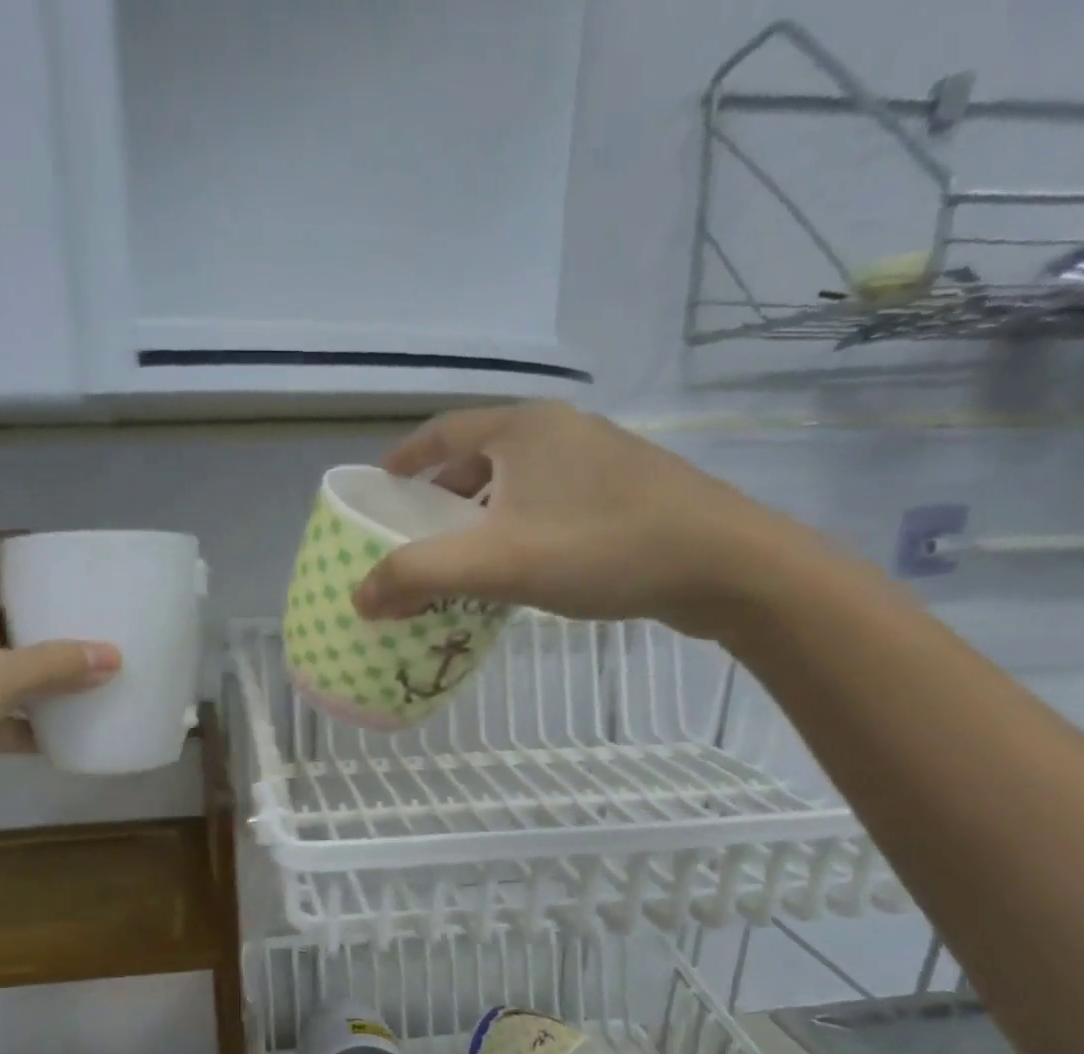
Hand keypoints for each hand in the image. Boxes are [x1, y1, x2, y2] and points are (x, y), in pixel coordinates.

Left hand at [0, 533, 119, 793]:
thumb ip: (52, 668)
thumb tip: (115, 656)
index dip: (26, 544)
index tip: (69, 555)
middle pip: (11, 612)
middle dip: (52, 617)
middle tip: (101, 624)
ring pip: (7, 668)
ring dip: (43, 677)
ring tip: (94, 679)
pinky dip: (24, 727)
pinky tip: (62, 739)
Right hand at [351, 401, 806, 638]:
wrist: (724, 565)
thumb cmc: (601, 548)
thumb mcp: (497, 562)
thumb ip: (419, 575)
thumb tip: (359, 596)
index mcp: (524, 429)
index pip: (441, 432)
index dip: (403, 459)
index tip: (376, 487)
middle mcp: (560, 431)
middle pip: (478, 456)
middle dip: (439, 493)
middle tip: (413, 531)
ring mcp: (598, 459)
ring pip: (516, 482)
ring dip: (479, 513)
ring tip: (459, 555)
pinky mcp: (625, 491)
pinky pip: (548, 501)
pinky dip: (516, 526)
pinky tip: (517, 565)